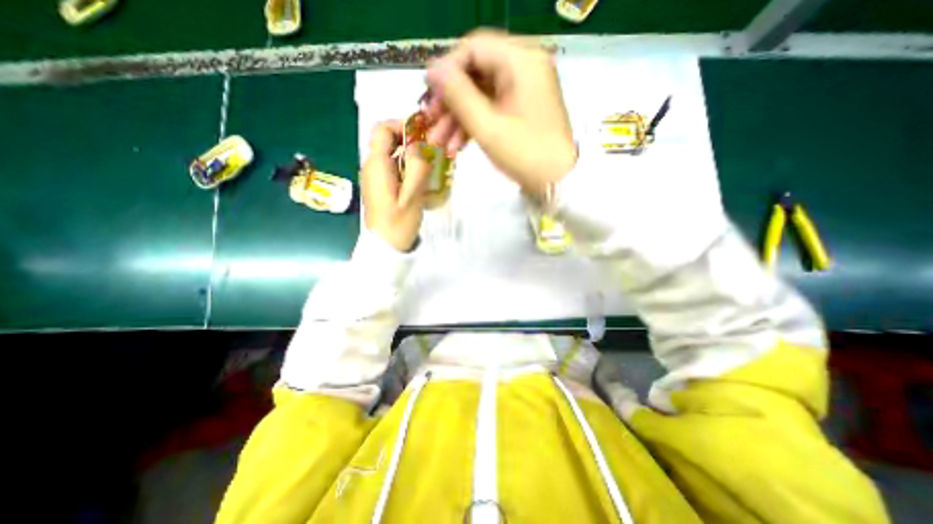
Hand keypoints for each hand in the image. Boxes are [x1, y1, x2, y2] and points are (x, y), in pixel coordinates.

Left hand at [361, 121, 433, 251]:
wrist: (385, 246)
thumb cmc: (398, 223)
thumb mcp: (412, 196)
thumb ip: (417, 168)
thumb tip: (419, 146)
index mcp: (377, 165)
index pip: (382, 129)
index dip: (401, 125)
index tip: (423, 134)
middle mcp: (372, 167)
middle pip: (388, 140)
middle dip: (410, 140)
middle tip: (431, 150)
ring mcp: (375, 177)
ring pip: (392, 155)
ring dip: (411, 155)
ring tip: (430, 165)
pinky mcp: (381, 187)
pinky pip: (393, 168)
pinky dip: (407, 168)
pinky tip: (421, 179)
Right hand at [426, 29, 576, 194]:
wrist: (557, 182)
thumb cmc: (524, 154)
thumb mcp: (486, 126)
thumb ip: (457, 94)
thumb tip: (432, 69)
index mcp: (521, 60)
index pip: (473, 49)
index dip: (446, 71)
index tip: (428, 97)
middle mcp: (524, 66)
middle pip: (475, 73)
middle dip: (450, 102)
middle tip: (430, 124)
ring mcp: (524, 89)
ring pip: (480, 95)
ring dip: (458, 119)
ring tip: (439, 144)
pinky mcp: (522, 108)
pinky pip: (492, 108)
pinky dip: (474, 125)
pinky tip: (456, 147)